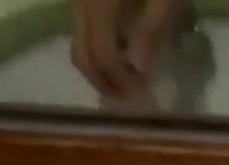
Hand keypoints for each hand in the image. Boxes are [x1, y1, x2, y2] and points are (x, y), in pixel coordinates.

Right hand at [71, 0, 186, 99]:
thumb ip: (150, 32)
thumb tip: (139, 70)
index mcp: (99, 0)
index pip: (101, 57)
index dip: (120, 83)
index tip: (142, 91)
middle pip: (82, 56)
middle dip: (107, 84)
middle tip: (133, 91)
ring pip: (78, 43)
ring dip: (101, 69)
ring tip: (129, 73)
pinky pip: (80, 26)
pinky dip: (97, 46)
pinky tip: (120, 47)